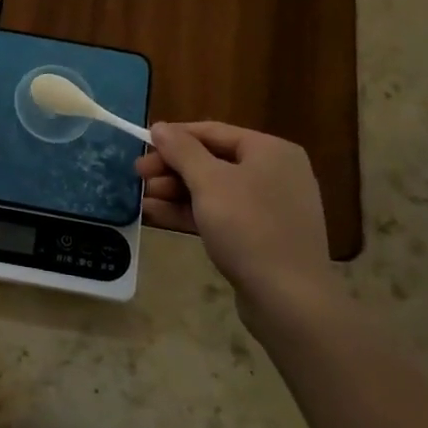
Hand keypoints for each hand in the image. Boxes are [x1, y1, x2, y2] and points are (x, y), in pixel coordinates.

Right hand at [135, 122, 337, 331]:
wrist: (289, 300)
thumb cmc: (249, 228)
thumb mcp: (209, 182)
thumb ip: (181, 150)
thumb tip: (160, 127)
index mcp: (270, 150)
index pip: (213, 132)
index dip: (174, 137)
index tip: (141, 147)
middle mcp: (274, 172)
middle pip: (212, 160)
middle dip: (172, 168)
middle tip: (138, 176)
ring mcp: (270, 207)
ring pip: (213, 189)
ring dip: (175, 192)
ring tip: (142, 199)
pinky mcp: (262, 236)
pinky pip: (221, 214)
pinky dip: (190, 212)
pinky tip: (157, 216)